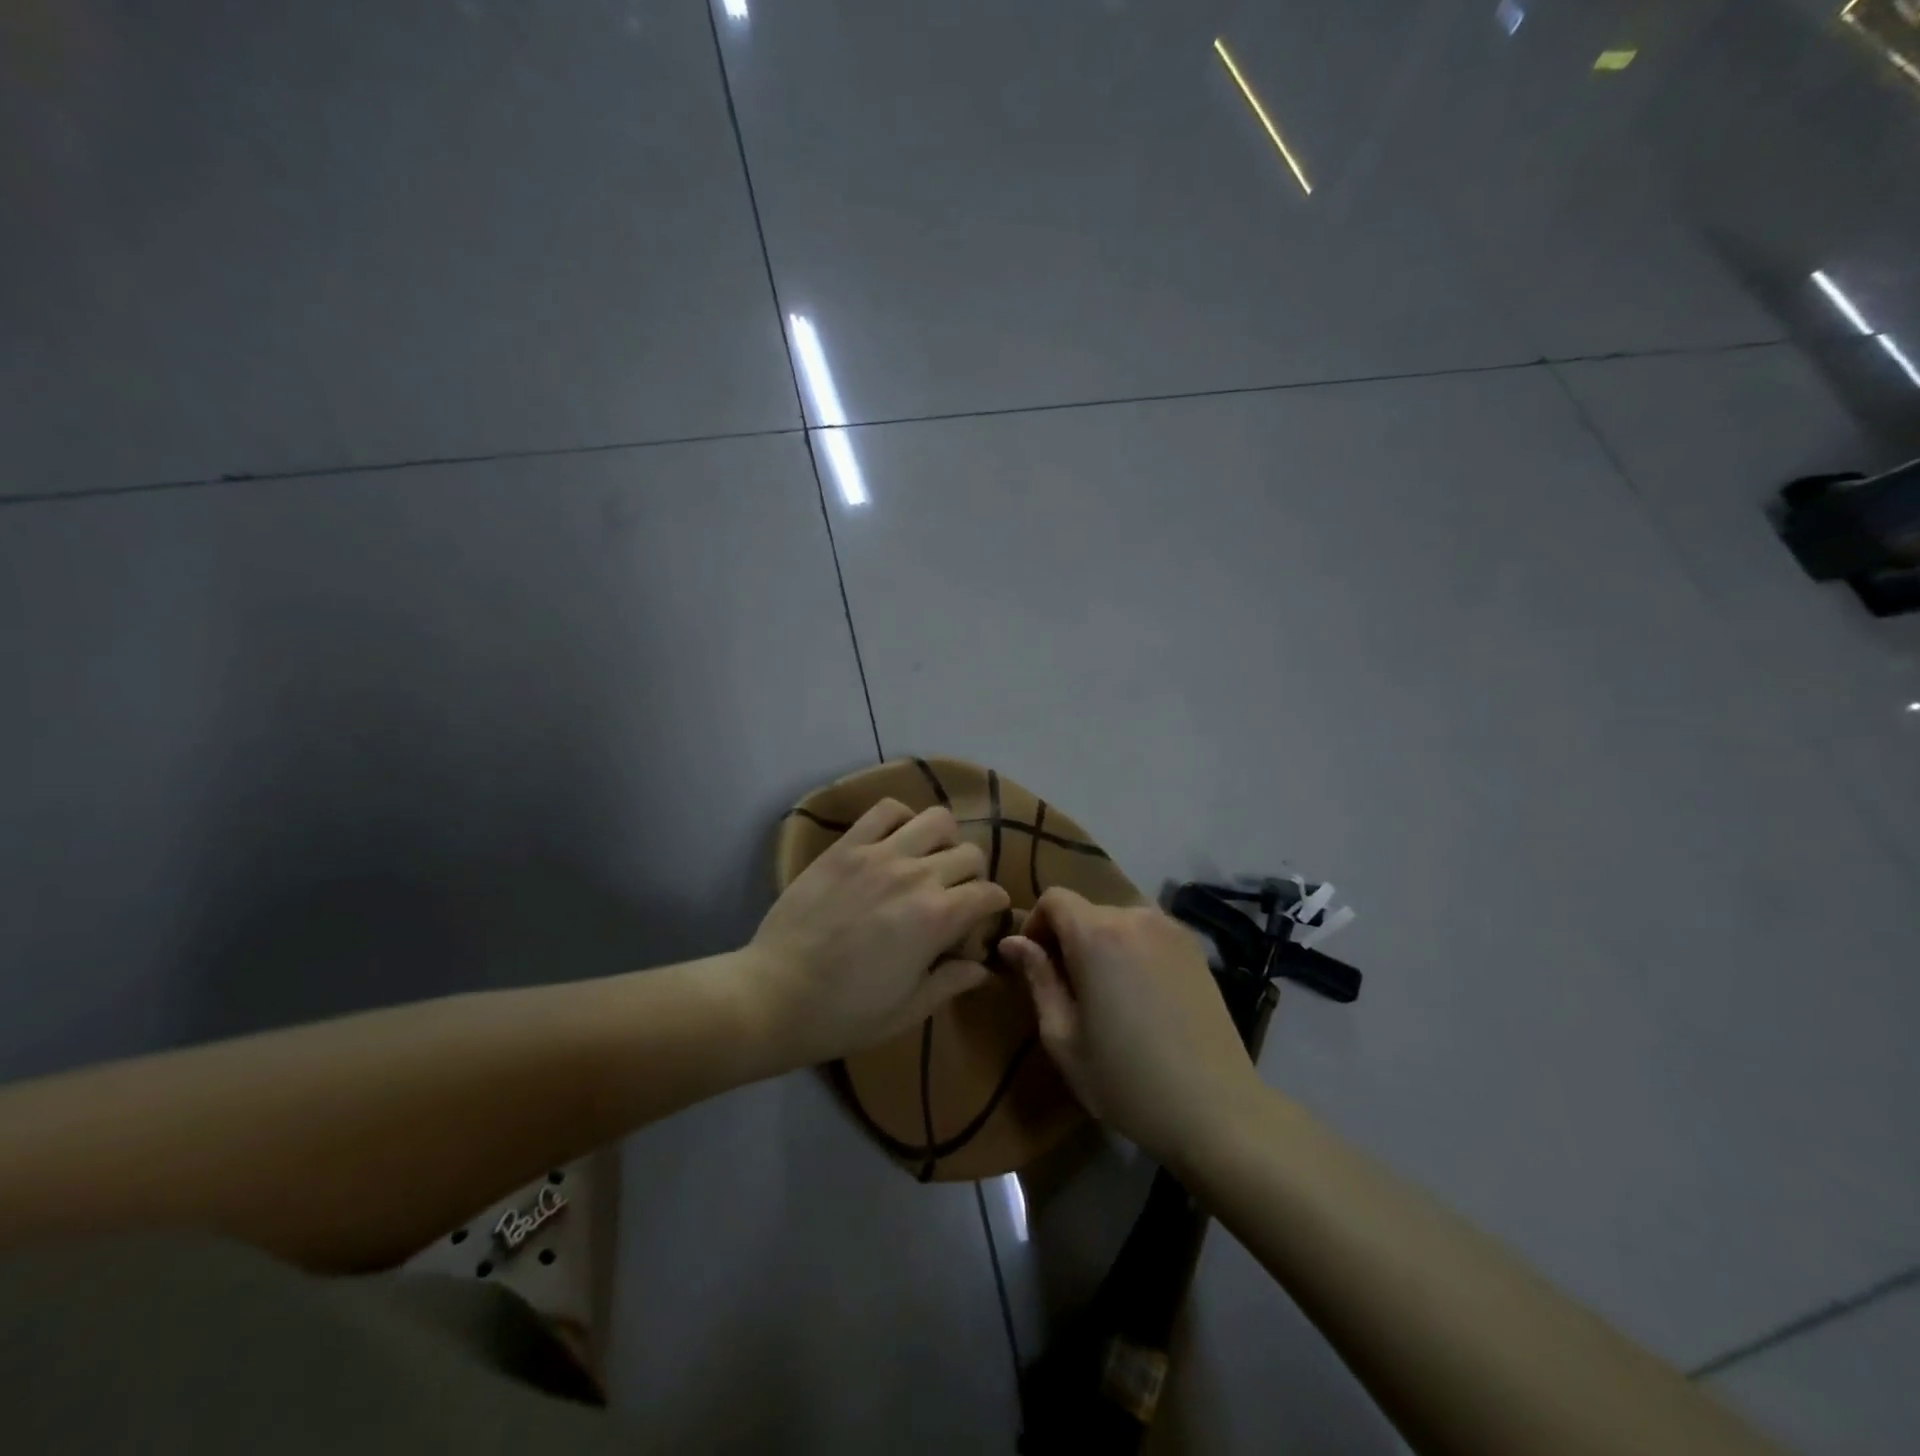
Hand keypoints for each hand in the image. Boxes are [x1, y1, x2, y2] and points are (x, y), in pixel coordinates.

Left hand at [747, 798, 1009, 1069]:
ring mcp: (879, 854)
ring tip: (927, 861)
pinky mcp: (846, 846)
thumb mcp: (907, 1010)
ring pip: (937, 819)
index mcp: (937, 918)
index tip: (981, 922)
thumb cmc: (844, 1013)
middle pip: (970, 853)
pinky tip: (894, 841)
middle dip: (972, 875)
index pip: (989, 893)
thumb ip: (950, 982)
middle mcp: (916, 876)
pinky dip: (900, 818)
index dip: (993, 908)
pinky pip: (885, 809)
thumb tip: (982, 968)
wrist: (774, 994)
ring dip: (943, 839)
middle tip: (953, 896)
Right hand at [999, 887, 1261, 1164]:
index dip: (1035, 925)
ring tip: (1105, 993)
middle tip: (1066, 988)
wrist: (1216, 1110)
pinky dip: (1131, 950)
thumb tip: (1012, 942)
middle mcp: (1135, 917)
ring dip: (1100, 943)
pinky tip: (1139, 996)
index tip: (1034, 965)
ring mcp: (1171, 929)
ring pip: (1118, 920)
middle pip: (1086, 910)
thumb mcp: (1064, 1037)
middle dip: (1067, 938)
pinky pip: (1148, 933)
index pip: (1054, 899)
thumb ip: (1038, 979)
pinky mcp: (1195, 948)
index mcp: (1096, 934)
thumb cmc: (1126, 1080)